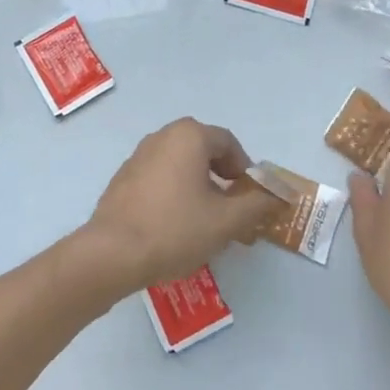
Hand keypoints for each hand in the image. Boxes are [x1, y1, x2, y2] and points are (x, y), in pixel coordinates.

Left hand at [81, 118, 279, 293]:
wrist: (112, 253)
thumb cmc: (175, 229)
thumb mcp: (225, 222)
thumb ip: (256, 205)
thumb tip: (277, 196)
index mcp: (189, 136)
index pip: (229, 143)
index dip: (246, 170)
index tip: (250, 199)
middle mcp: (163, 136)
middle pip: (204, 150)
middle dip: (223, 179)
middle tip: (232, 212)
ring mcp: (139, 155)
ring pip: (181, 165)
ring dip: (199, 187)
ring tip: (206, 223)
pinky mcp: (124, 177)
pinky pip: (160, 177)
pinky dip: (175, 193)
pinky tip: (176, 226)